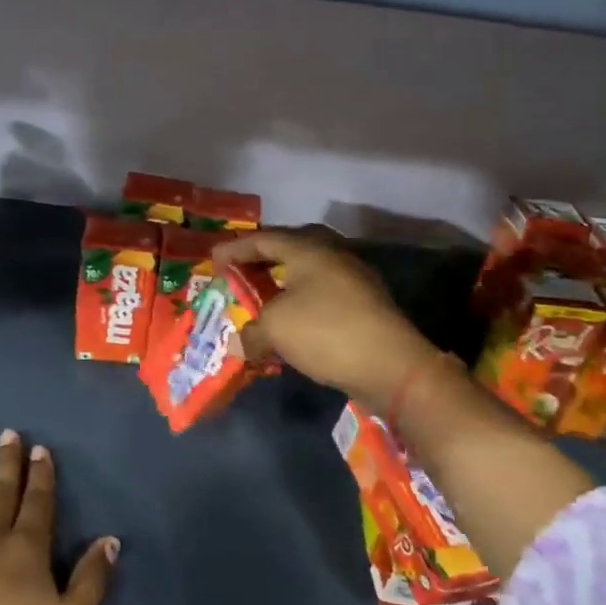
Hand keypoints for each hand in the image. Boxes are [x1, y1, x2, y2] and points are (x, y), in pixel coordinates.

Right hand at [215, 227, 436, 409]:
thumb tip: (244, 342)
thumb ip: (252, 330)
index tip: (213, 259)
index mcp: (308, 249)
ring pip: (308, 272)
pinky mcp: (365, 303)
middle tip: (240, 271)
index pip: (263, 239)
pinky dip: (301, 300)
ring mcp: (353, 278)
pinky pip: (322, 293)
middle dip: (262, 259)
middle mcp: (332, 255)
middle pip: (290, 247)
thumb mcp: (275, 329)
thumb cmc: (326, 332)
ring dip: (283, 282)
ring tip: (262, 297)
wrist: (392, 365)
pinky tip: (291, 320)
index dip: (235, 249)